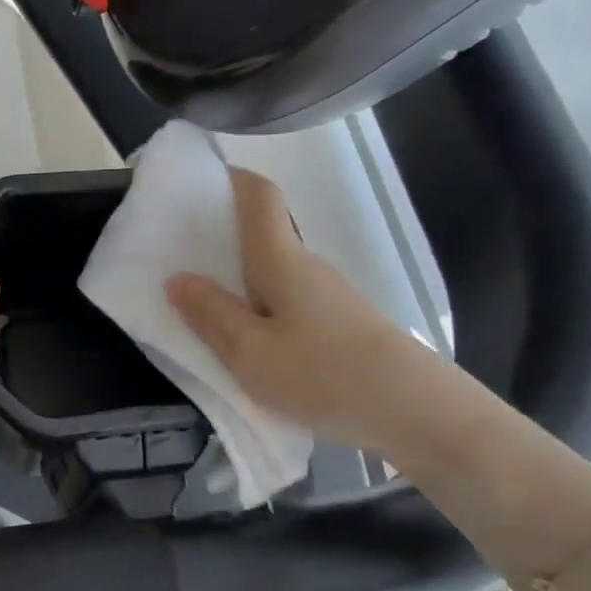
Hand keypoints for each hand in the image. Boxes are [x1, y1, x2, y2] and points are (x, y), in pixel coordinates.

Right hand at [165, 167, 431, 451]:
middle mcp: (306, 266)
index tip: (195, 184)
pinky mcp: (338, 325)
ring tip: (200, 308)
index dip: (229, 179)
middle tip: (175, 258)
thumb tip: (177, 278)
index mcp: (280, 260)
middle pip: (261, 236)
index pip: (259, 196)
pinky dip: (258, 309)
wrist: (415, 412)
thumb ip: (210, 315)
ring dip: (237, 281)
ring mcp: (326, 296)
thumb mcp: (249, 352)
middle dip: (219, 239)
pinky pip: (286, 302)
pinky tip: (246, 344)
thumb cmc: (323, 373)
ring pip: (272, 274)